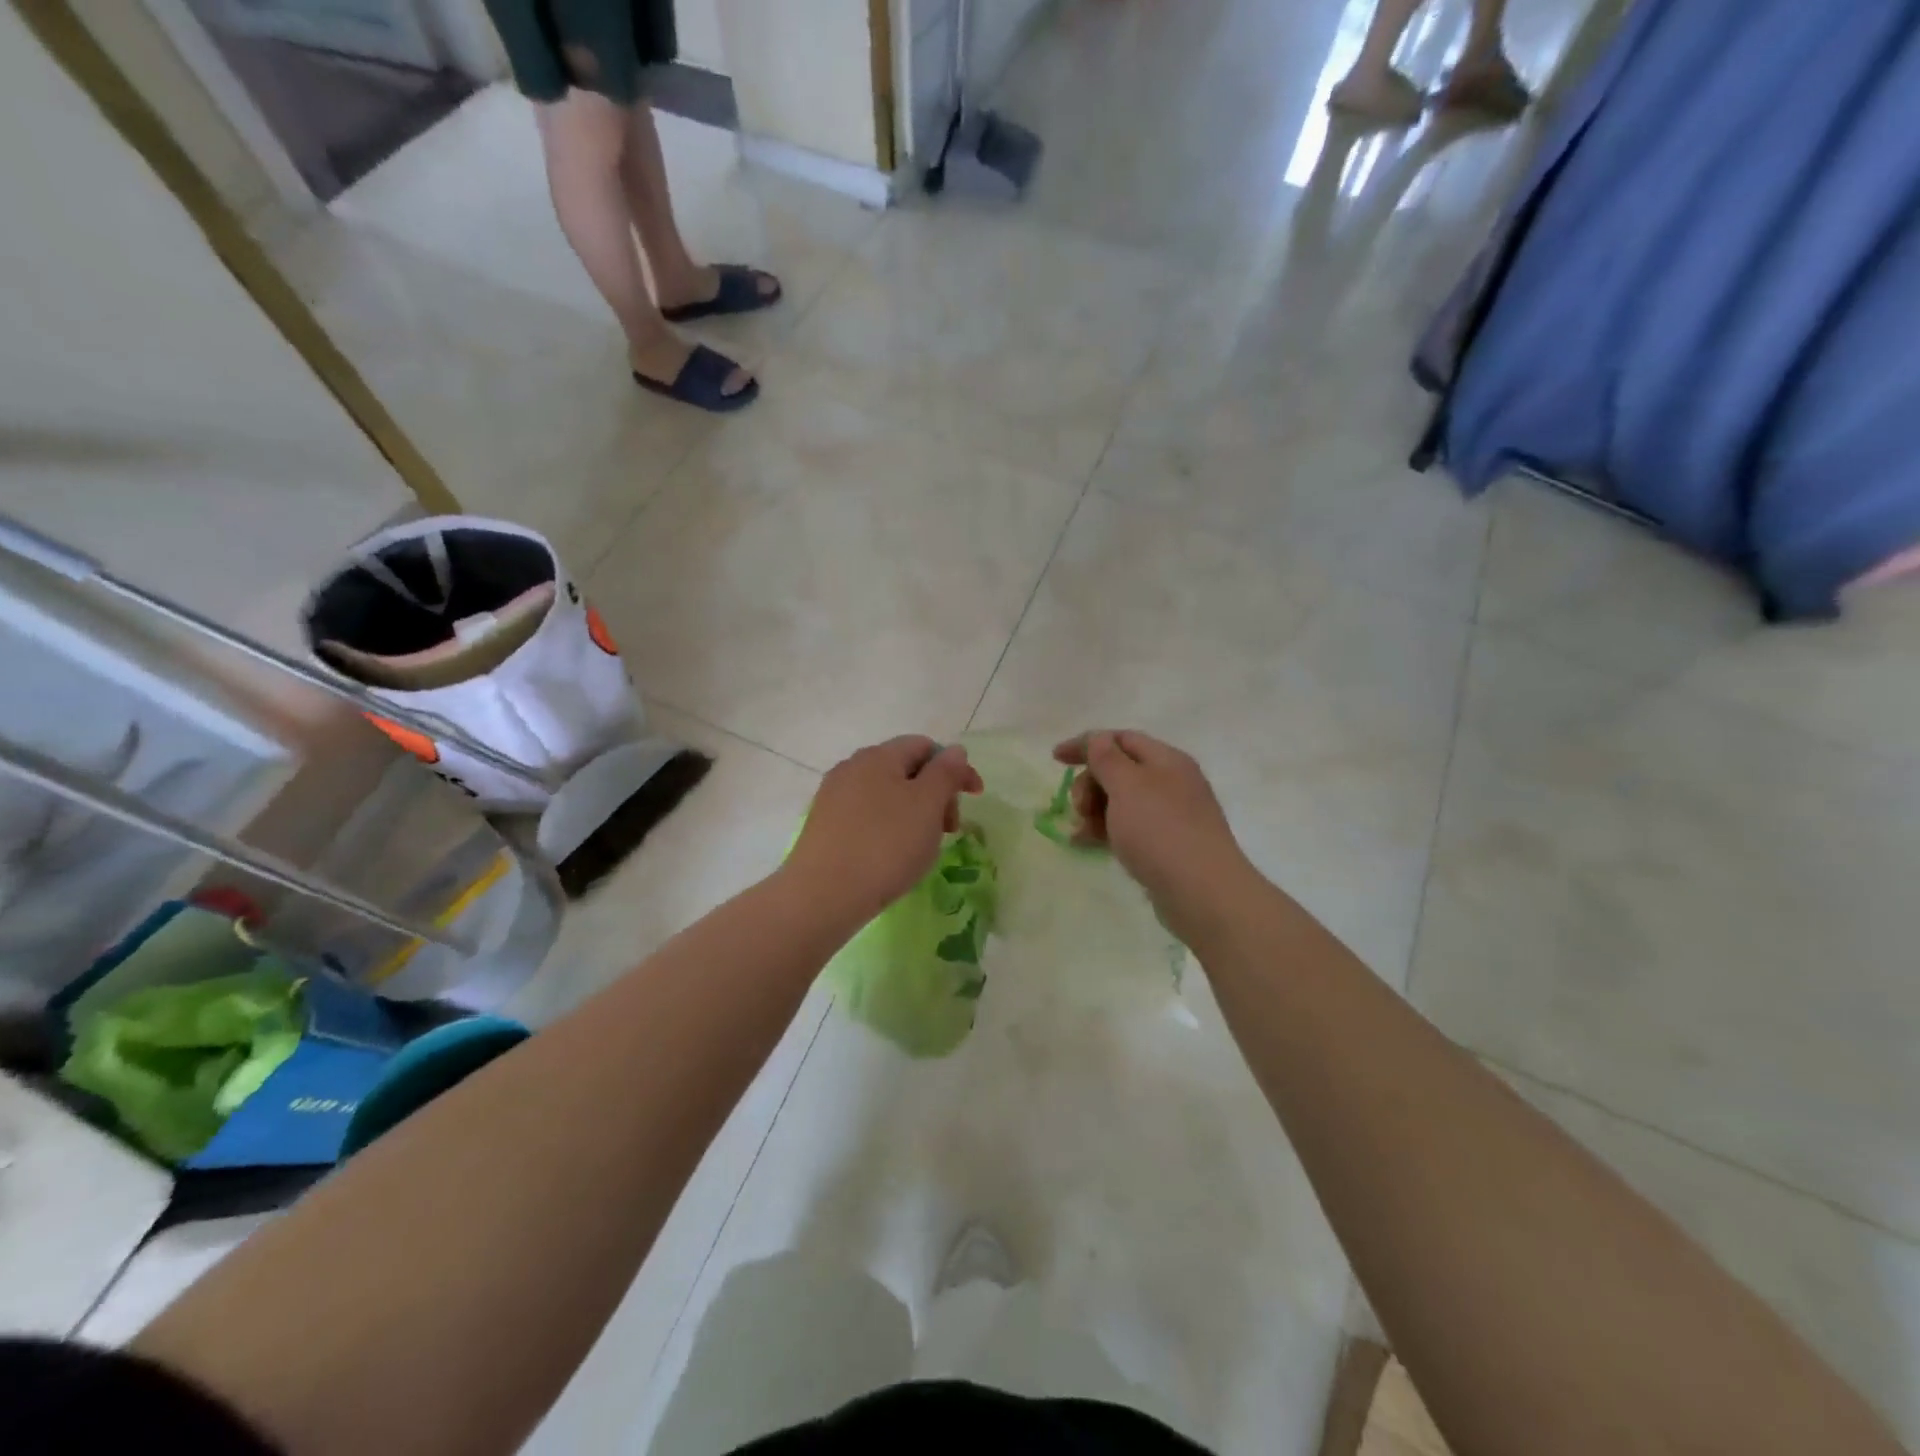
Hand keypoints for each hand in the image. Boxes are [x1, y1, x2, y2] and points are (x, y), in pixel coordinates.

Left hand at [787, 736, 983, 922]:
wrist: (824, 894)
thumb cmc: (885, 845)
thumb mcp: (927, 805)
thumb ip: (945, 773)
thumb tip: (954, 751)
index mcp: (879, 755)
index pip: (925, 746)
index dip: (955, 767)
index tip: (975, 797)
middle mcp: (852, 767)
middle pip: (906, 769)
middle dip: (936, 793)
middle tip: (949, 830)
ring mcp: (834, 796)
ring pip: (887, 794)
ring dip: (914, 812)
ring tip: (922, 846)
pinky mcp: (825, 825)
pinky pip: (867, 816)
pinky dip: (889, 827)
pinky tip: (892, 855)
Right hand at [1053, 730, 1253, 935]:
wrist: (1202, 892)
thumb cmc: (1160, 830)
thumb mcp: (1128, 786)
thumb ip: (1107, 759)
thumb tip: (1098, 739)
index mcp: (1166, 760)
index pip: (1121, 739)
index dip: (1086, 744)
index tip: (1055, 759)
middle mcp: (1171, 782)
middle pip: (1119, 770)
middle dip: (1090, 783)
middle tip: (1079, 808)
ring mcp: (1170, 815)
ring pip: (1121, 801)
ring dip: (1094, 810)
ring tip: (1081, 832)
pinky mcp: (1166, 845)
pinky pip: (1128, 828)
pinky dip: (1105, 831)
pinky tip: (1086, 844)